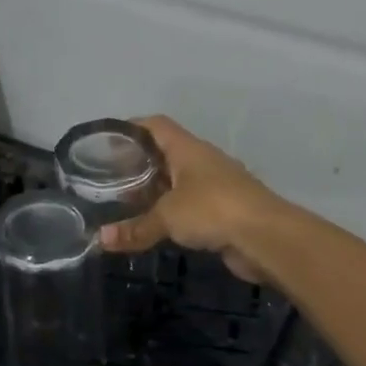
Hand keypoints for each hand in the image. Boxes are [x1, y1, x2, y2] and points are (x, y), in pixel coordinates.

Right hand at [96, 116, 283, 281]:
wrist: (265, 236)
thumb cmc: (213, 210)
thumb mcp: (167, 217)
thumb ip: (135, 228)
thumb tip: (100, 240)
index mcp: (188, 149)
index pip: (156, 125)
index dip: (131, 128)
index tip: (107, 142)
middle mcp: (202, 162)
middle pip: (166, 154)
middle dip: (139, 164)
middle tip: (109, 179)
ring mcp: (216, 186)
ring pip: (178, 182)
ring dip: (155, 191)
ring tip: (127, 204)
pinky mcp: (223, 211)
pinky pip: (190, 206)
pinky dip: (171, 212)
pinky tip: (155, 226)